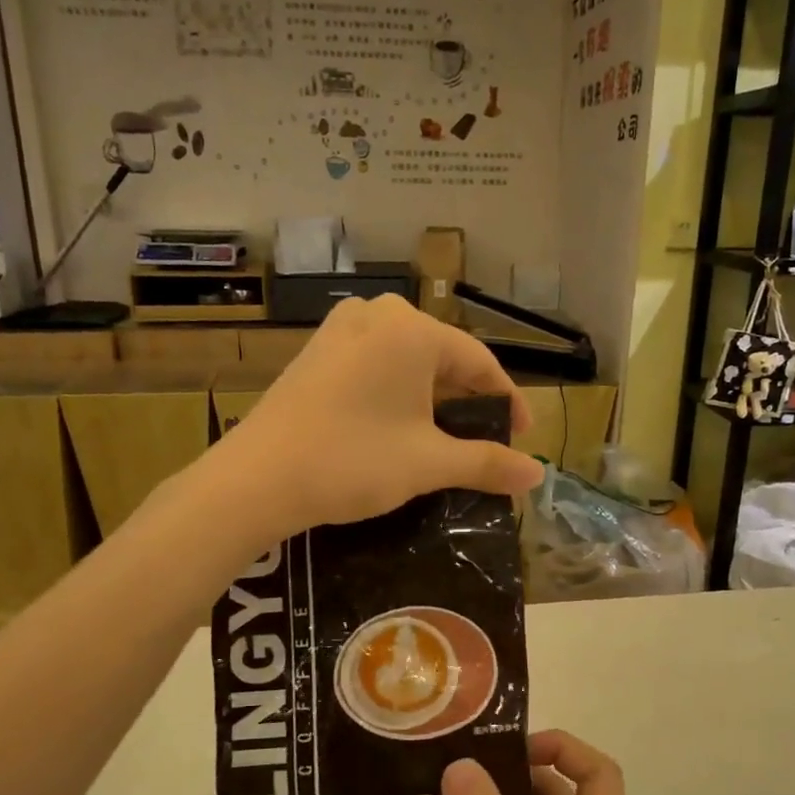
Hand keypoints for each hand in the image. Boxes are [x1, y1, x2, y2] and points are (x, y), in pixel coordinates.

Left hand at [224, 295, 544, 534]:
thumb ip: (487, 463)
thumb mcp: (429, 463)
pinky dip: (398, 394)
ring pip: (408, 362)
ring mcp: (340, 330)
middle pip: (443, 358)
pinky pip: (375, 366)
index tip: (522, 439)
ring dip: (434, 399)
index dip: (507, 403)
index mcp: (413, 330)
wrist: (256, 479)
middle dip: (469, 402)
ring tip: (447, 438)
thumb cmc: (353, 461)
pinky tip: (400, 426)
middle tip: (486, 442)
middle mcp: (378, 315)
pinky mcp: (315, 352)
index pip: (480, 362)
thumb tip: (537, 475)